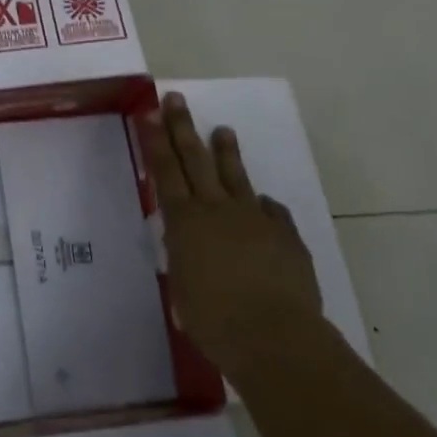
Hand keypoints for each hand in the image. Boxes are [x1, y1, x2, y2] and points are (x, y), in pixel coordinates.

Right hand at [143, 92, 323, 361]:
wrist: (275, 337)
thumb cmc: (214, 320)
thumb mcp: (182, 287)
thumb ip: (183, 257)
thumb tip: (186, 244)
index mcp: (185, 222)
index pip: (165, 171)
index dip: (155, 141)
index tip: (149, 113)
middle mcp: (217, 210)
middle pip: (196, 160)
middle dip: (183, 127)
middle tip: (176, 99)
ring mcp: (255, 219)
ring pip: (236, 176)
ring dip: (227, 151)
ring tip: (223, 130)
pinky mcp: (286, 235)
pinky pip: (272, 212)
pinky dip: (263, 206)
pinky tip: (263, 204)